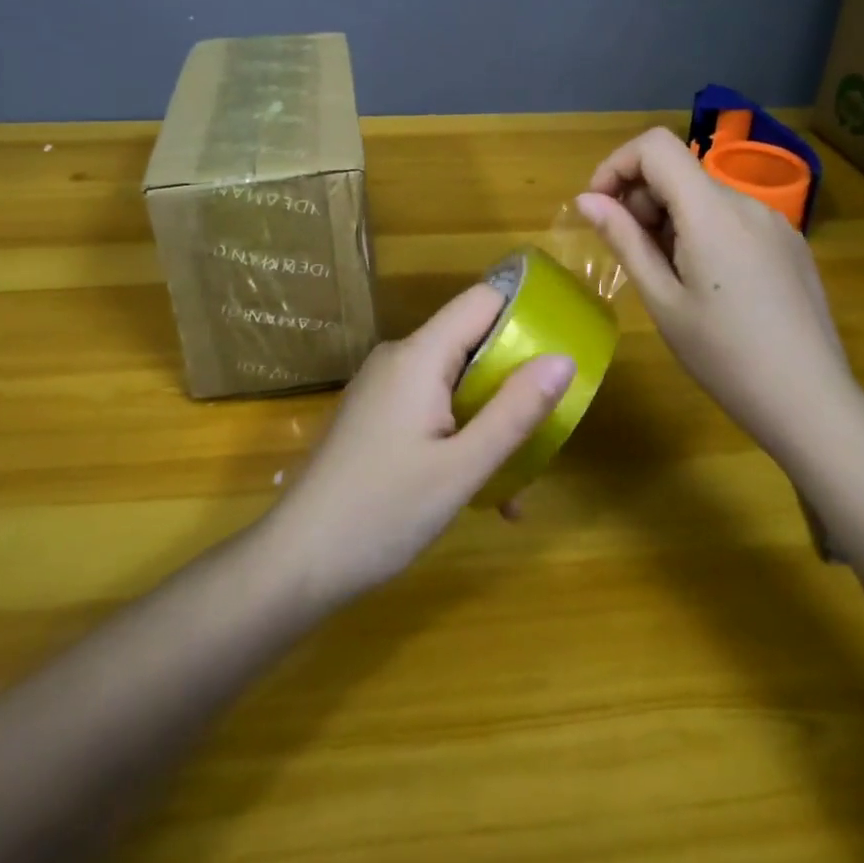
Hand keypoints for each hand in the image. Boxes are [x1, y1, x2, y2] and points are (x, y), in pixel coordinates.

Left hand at [266, 285, 575, 603]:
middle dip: (514, 383)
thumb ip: (515, 410)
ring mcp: (384, 387)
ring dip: (490, 421)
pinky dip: (461, 435)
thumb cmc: (383, 512)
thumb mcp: (462, 467)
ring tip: (515, 485)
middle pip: (472, 344)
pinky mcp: (376, 415)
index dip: (526, 312)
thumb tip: (564, 358)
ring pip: (455, 383)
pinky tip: (477, 492)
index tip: (565, 344)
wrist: (298, 562)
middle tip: (548, 429)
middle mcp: (400, 358)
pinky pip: (432, 407)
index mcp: (420, 355)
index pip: (482, 301)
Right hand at [572, 127, 863, 457]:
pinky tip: (706, 281)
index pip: (655, 146)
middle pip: (679, 170)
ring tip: (667, 274)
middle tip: (630, 253)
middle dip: (641, 198)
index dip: (617, 165)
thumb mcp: (662, 299)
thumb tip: (586, 199)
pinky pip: (733, 217)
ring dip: (670, 217)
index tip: (600, 207)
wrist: (811, 402)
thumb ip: (624, 239)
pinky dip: (702, 229)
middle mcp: (746, 202)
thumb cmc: (724, 356)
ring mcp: (775, 222)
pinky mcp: (790, 243)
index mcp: (711, 210)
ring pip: (705, 194)